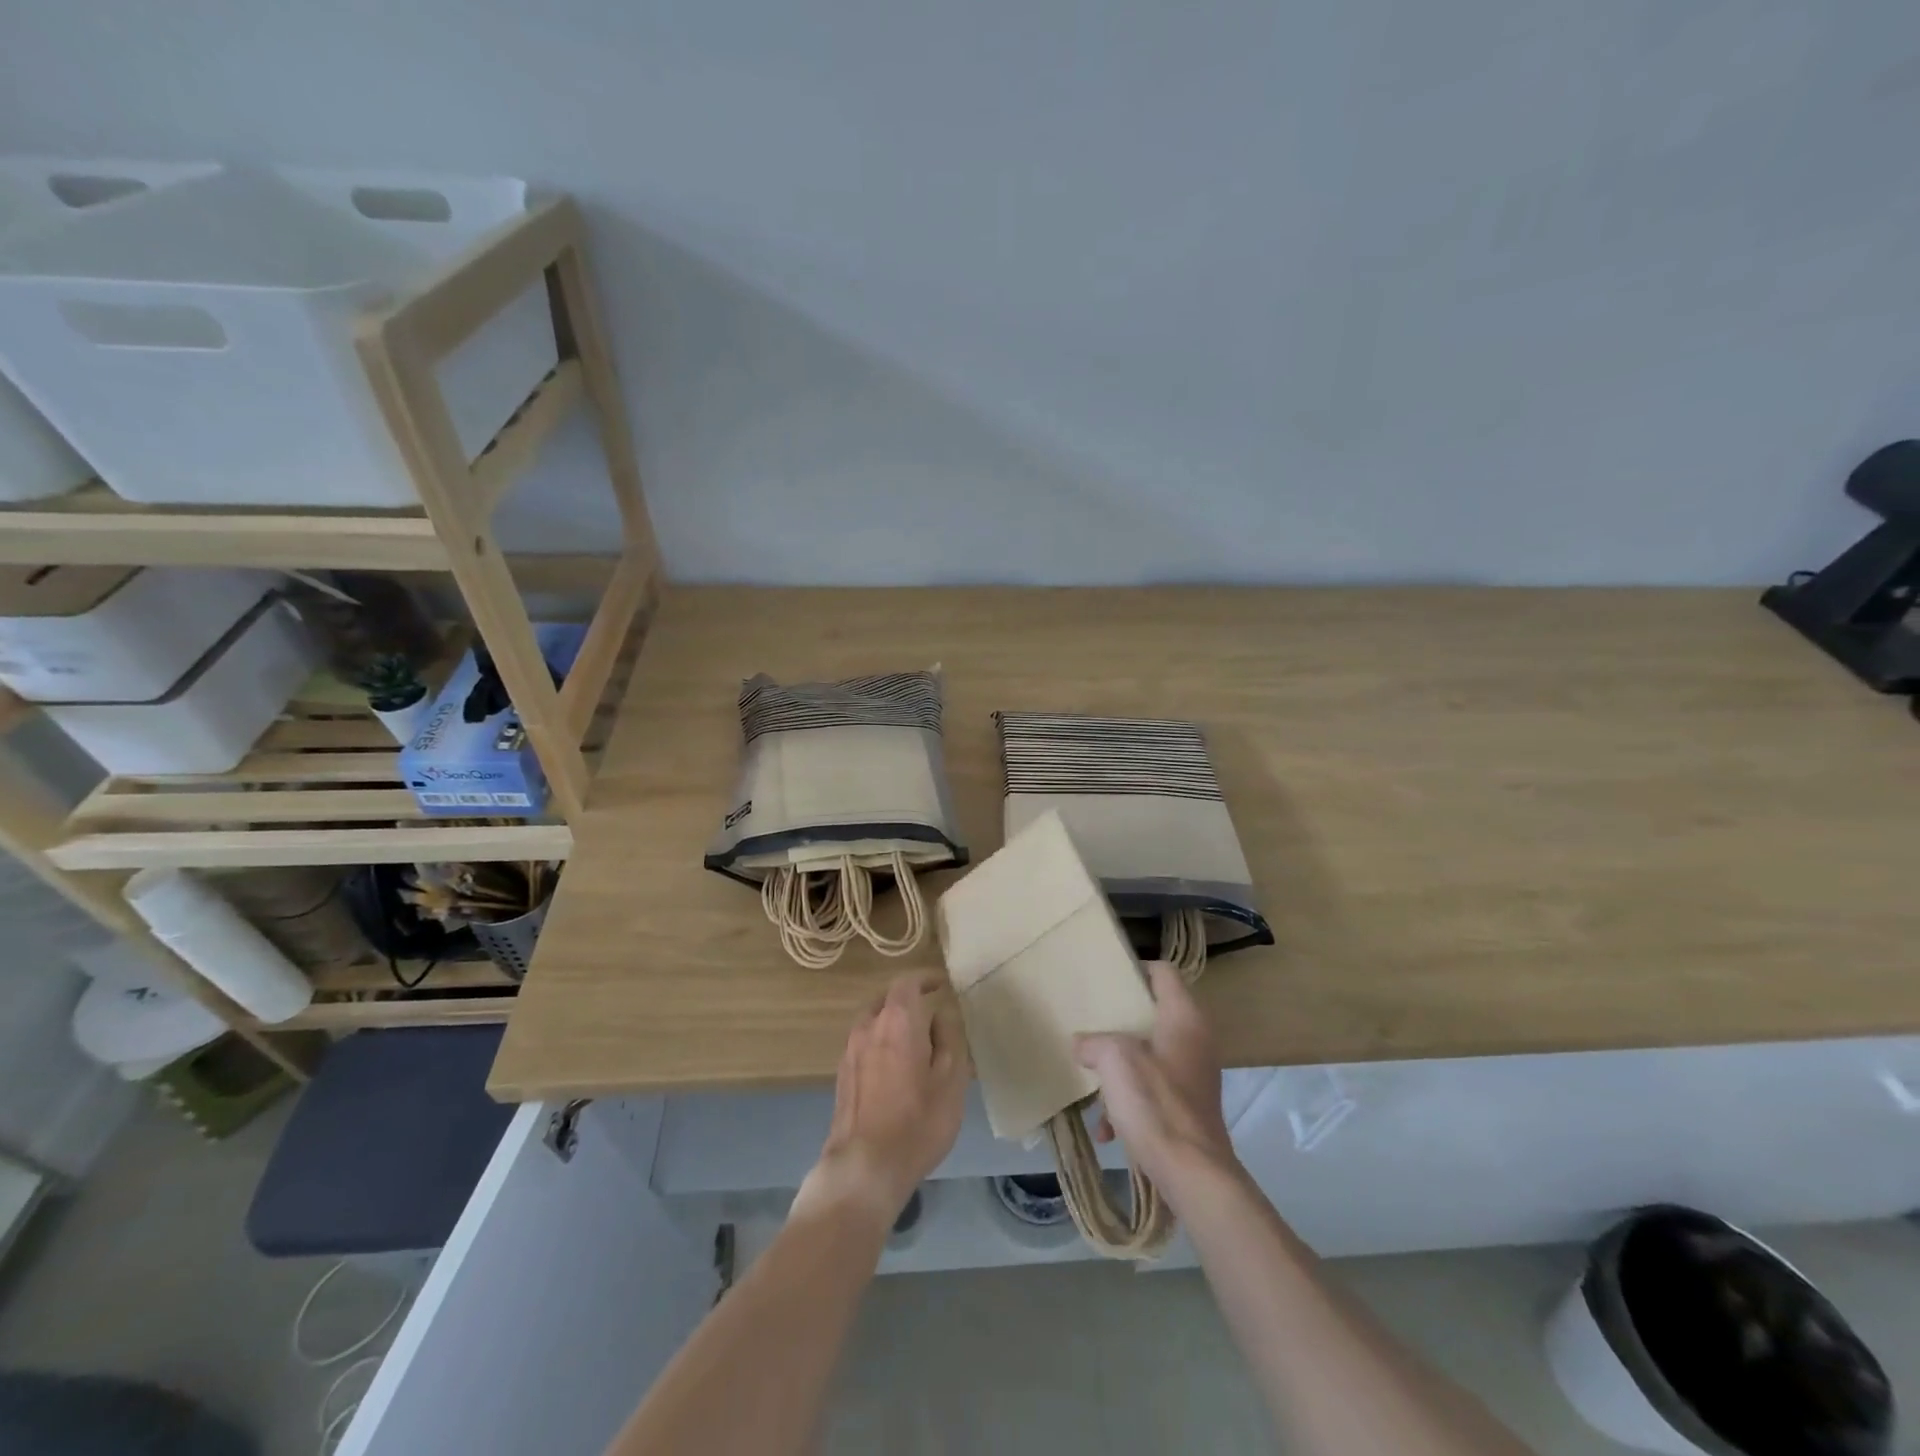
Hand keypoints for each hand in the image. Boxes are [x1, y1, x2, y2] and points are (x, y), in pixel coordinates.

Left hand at [795, 974, 968, 1228]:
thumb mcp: (951, 1079)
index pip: (908, 982)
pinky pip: (865, 1044)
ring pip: (873, 1021)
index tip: (942, 984)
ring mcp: (850, 1050)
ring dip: (893, 1023)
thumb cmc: (918, 1121)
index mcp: (897, 1020)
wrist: (865, 1166)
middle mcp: (868, 1026)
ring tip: (915, 1042)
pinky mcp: (842, 1074)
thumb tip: (940, 1015)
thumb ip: (948, 1038)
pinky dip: (881, 1043)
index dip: (926, 979)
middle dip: (909, 1001)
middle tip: (931, 1013)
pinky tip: (895, 1067)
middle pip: (887, 999)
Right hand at [1074, 961, 1237, 1200]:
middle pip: (1154, 1014)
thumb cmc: (1156, 1103)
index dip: (1136, 968)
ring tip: (1091, 1079)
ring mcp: (1194, 1076)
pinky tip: (1106, 1128)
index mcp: (1184, 1018)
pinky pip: (1153, 1092)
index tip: (1106, 976)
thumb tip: (1082, 1044)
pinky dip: (1129, 1102)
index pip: (1163, 972)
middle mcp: (1195, 1040)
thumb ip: (1094, 1042)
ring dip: (1120, 1067)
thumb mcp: (1114, 1060)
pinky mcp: (1188, 1108)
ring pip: (1149, 1056)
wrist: (1193, 1175)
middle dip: (1120, 1021)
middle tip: (1091, 1020)